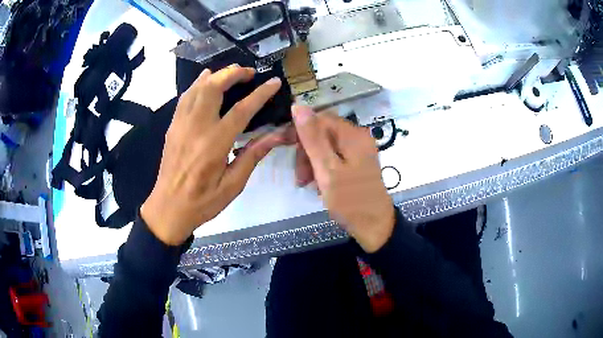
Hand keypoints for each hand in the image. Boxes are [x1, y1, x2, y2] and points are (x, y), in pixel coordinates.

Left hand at [141, 65, 285, 244]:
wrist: (168, 208)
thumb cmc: (202, 202)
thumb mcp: (232, 185)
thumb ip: (252, 156)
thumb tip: (274, 136)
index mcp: (215, 144)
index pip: (242, 110)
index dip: (261, 93)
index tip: (274, 82)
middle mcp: (196, 127)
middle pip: (214, 87)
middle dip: (233, 73)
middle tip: (249, 72)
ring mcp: (181, 124)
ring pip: (197, 88)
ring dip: (215, 75)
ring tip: (230, 73)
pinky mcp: (172, 127)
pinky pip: (185, 97)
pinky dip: (197, 85)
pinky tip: (204, 81)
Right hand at [291, 105, 395, 252]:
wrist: (374, 226)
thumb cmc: (350, 200)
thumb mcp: (327, 169)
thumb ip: (312, 138)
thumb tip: (298, 106)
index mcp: (353, 135)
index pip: (319, 119)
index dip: (300, 131)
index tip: (285, 148)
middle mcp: (358, 137)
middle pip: (322, 133)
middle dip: (306, 151)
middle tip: (300, 177)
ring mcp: (359, 151)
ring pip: (326, 146)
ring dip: (312, 162)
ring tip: (307, 183)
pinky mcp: (357, 163)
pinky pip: (333, 157)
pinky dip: (322, 168)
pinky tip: (319, 184)